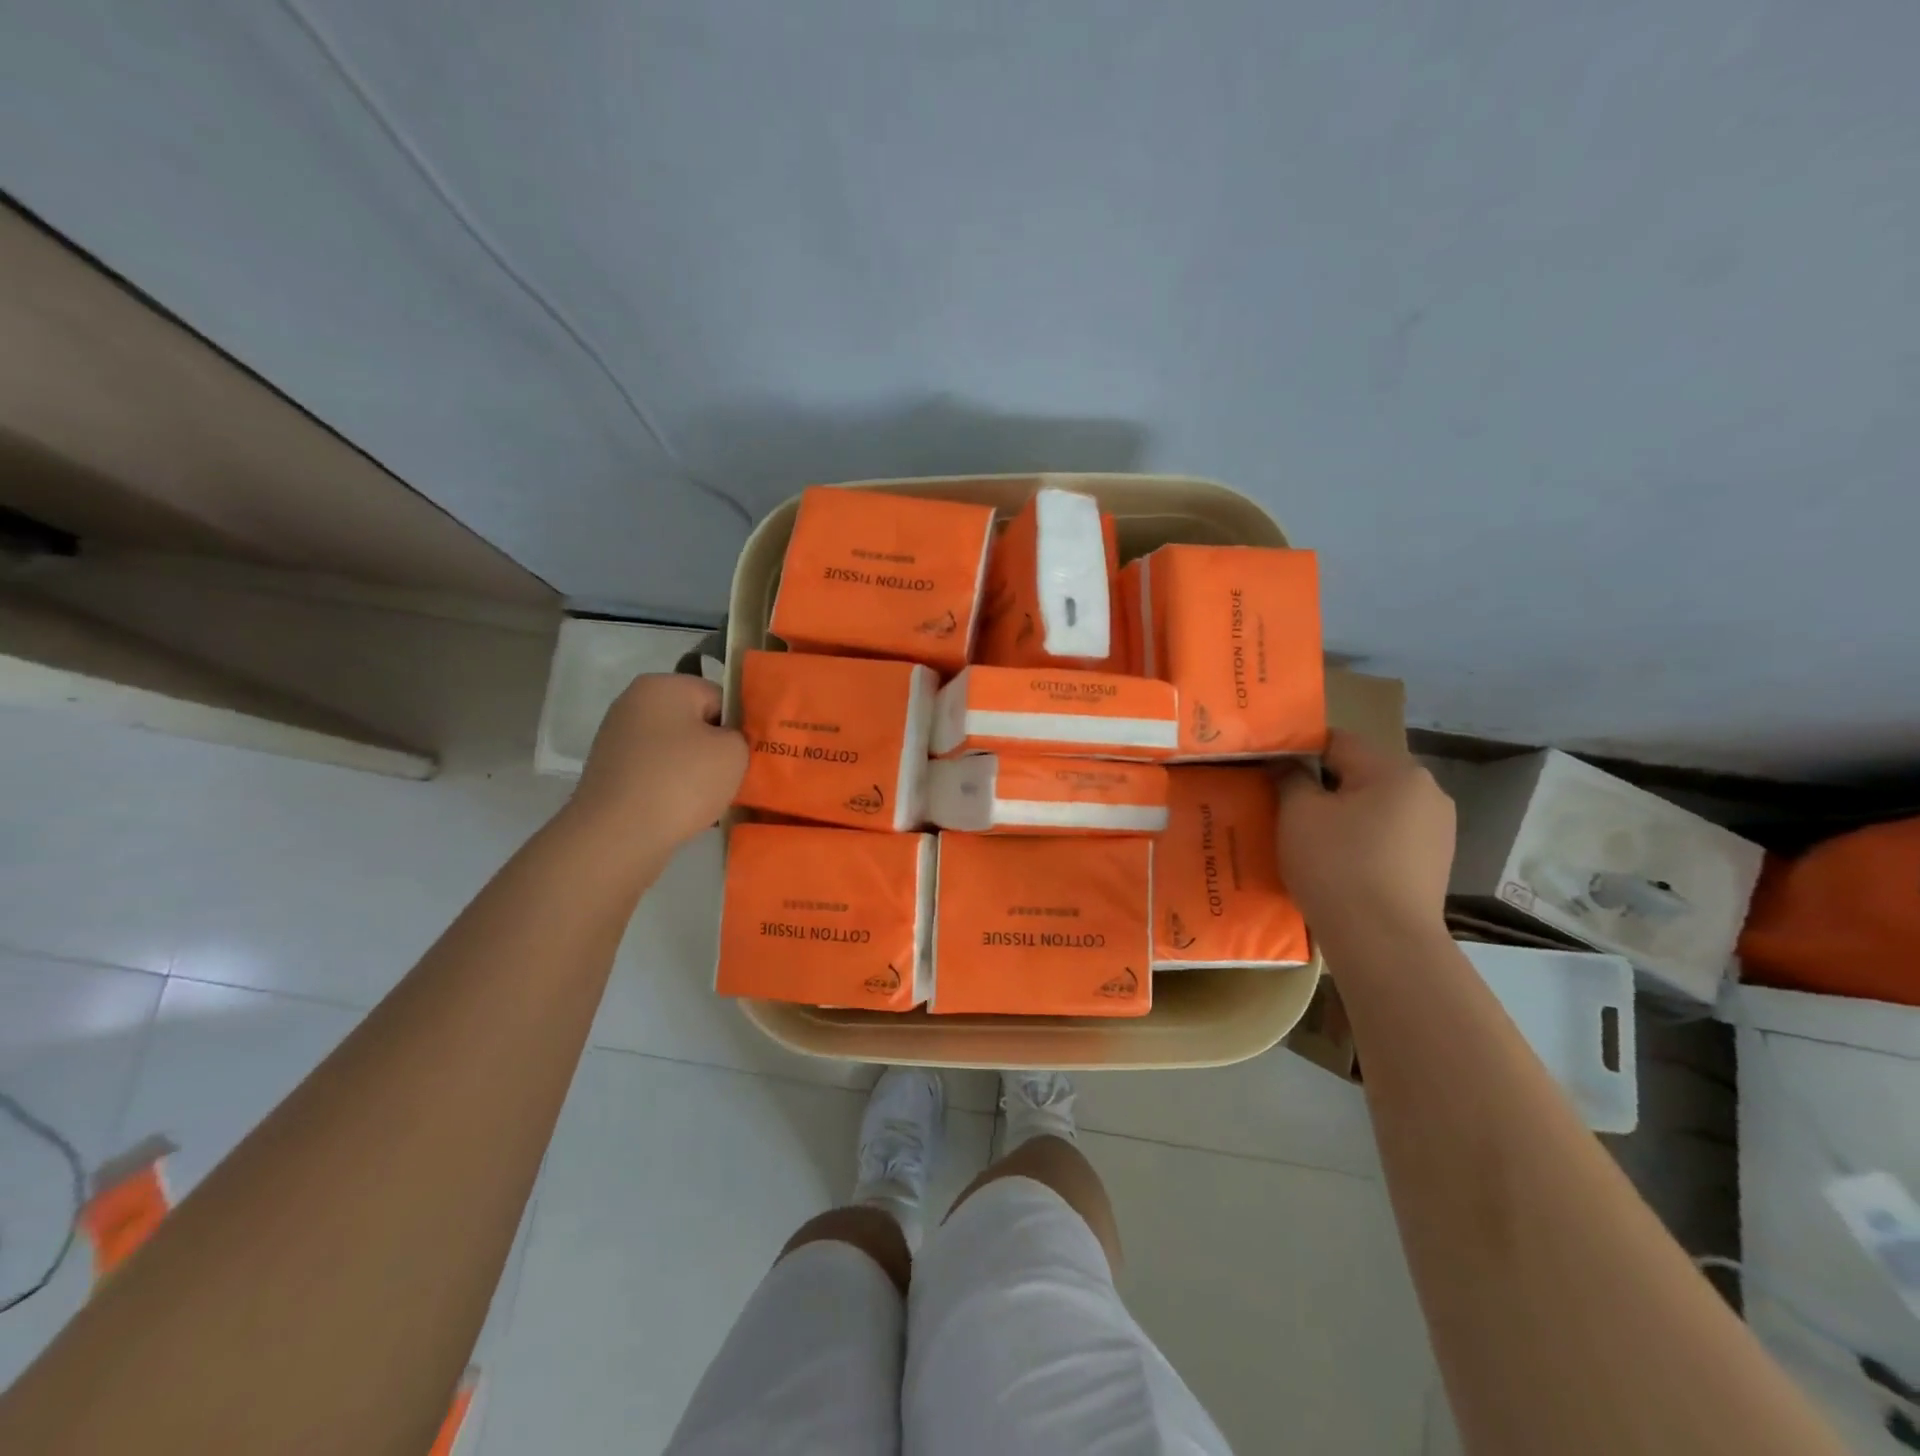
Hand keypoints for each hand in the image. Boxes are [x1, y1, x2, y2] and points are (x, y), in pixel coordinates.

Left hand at [570, 674, 746, 850]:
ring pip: (676, 749)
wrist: (618, 835)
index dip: (738, 726)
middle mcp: (634, 702)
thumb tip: (724, 740)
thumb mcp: (734, 751)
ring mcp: (617, 738)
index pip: (719, 697)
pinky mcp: (611, 771)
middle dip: (715, 748)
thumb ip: (740, 735)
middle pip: (695, 721)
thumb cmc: (681, 781)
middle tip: (733, 777)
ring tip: (708, 798)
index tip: (747, 755)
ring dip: (694, 770)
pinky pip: (656, 771)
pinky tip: (682, 809)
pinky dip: (672, 786)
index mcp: (663, 685)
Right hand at [1276, 731, 1455, 945]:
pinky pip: (1388, 837)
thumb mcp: (1298, 813)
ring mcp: (1437, 830)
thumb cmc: (1336, 865)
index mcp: (1396, 770)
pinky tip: (1339, 864)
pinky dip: (1362, 841)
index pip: (1338, 741)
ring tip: (1309, 839)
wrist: (1383, 942)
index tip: (1270, 770)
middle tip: (1284, 806)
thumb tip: (1285, 763)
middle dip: (1323, 786)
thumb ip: (1289, 777)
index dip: (1298, 750)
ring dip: (1343, 815)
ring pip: (1375, 807)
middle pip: (1360, 773)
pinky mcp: (1434, 864)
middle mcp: (1426, 791)